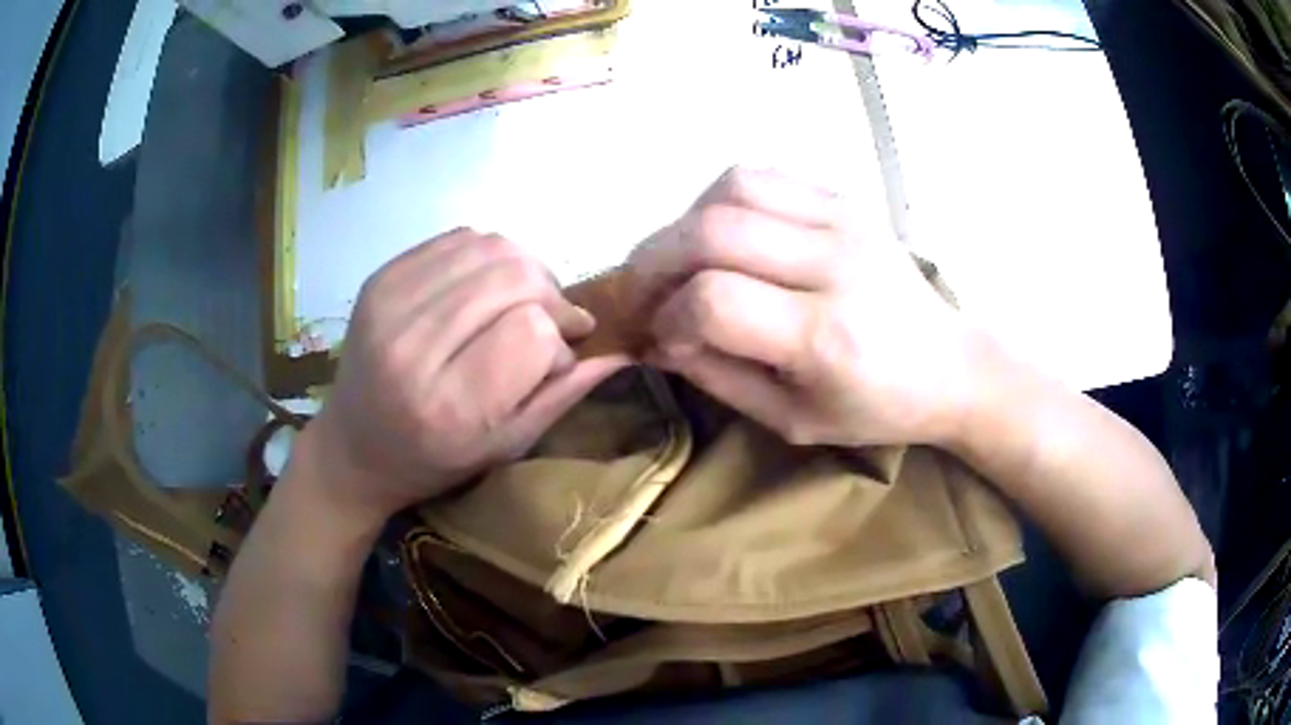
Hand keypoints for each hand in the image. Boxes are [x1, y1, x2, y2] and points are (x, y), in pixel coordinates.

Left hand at [304, 229, 628, 521]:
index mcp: (447, 404)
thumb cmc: (434, 460)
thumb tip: (621, 348)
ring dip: (524, 268)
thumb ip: (561, 395)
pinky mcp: (379, 277)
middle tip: (554, 319)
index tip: (560, 356)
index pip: (531, 331)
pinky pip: (458, 238)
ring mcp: (389, 303)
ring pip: (489, 248)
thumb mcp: (504, 446)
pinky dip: (488, 255)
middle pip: (511, 277)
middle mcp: (412, 346)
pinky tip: (487, 285)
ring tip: (524, 299)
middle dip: (549, 295)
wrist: (354, 446)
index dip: (558, 338)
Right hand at [628, 167, 978, 447]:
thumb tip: (656, 338)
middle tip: (643, 291)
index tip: (661, 336)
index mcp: (825, 338)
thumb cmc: (875, 406)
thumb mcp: (792, 418)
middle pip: (712, 232)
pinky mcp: (846, 200)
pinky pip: (764, 176)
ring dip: (686, 221)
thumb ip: (718, 377)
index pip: (714, 301)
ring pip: (733, 188)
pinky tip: (723, 233)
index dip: (668, 316)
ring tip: (681, 258)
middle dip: (655, 261)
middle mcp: (834, 266)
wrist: (949, 365)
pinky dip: (723, 199)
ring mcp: (843, 222)